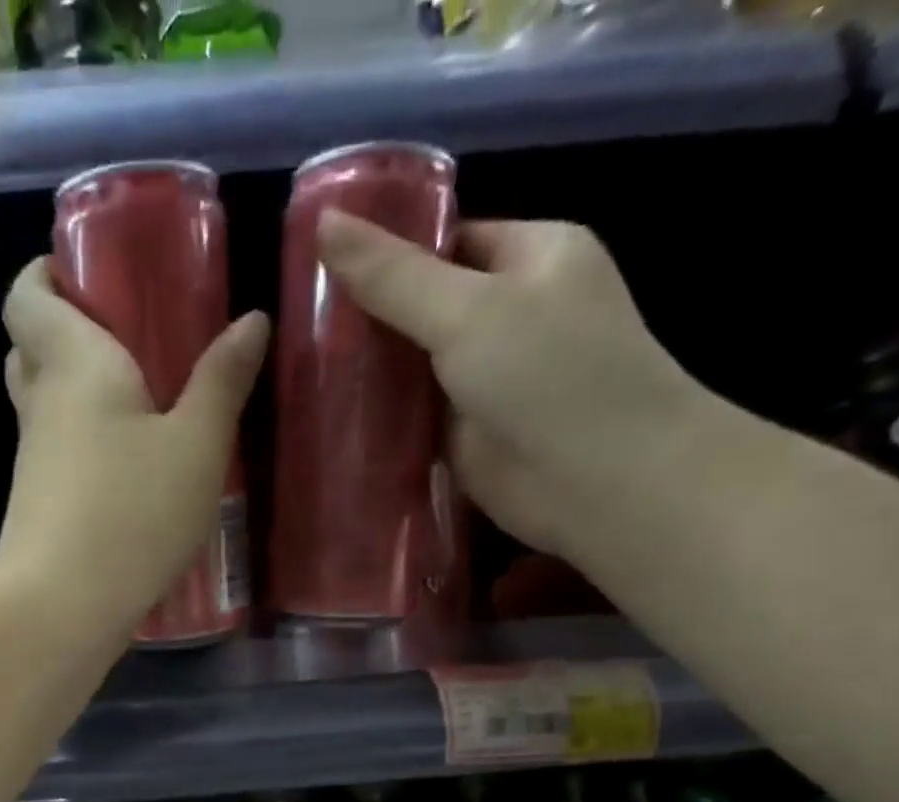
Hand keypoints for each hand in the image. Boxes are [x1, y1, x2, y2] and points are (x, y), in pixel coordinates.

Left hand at [0, 258, 269, 633]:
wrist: (61, 605)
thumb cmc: (132, 512)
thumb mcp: (197, 446)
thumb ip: (222, 382)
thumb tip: (251, 320)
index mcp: (72, 362)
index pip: (27, 295)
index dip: (46, 272)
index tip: (86, 271)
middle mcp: (41, 403)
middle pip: (30, 346)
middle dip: (67, 328)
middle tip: (126, 333)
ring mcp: (33, 459)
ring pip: (45, 403)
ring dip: (79, 390)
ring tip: (143, 399)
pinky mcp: (38, 504)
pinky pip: (57, 452)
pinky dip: (85, 441)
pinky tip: (131, 465)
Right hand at [316, 212, 704, 560]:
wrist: (600, 482)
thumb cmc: (549, 375)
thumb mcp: (467, 310)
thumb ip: (393, 276)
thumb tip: (323, 221)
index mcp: (531, 256)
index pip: (446, 241)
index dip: (385, 251)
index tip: (319, 267)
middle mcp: (512, 312)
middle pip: (424, 304)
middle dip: (367, 316)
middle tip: (298, 325)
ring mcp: (488, 378)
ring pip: (414, 364)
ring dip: (367, 371)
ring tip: (299, 367)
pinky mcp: (467, 433)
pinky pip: (413, 415)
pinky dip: (378, 417)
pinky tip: (328, 415)